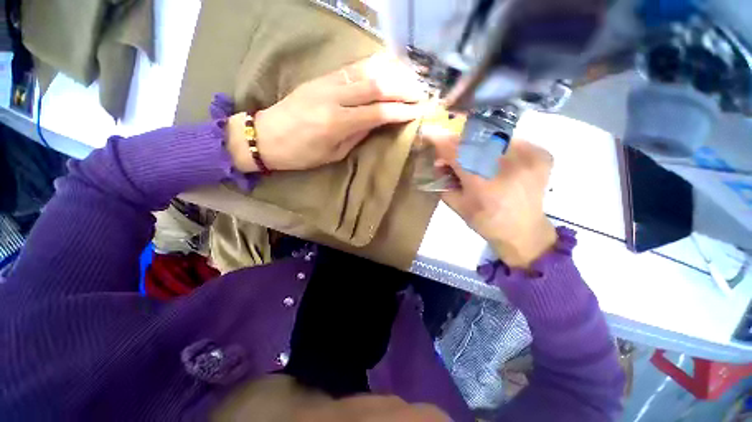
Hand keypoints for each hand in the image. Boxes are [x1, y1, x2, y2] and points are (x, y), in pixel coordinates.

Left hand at [228, 54, 426, 172]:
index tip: (417, 111)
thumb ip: (357, 135)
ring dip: (391, 73)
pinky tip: (386, 66)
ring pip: (366, 71)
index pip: (377, 112)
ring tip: (409, 78)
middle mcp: (334, 98)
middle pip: (376, 86)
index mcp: (337, 123)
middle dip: (402, 88)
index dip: (400, 111)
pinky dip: (373, 65)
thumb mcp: (333, 153)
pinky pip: (352, 67)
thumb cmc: (301, 153)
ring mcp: (326, 83)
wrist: (266, 135)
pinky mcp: (321, 77)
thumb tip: (377, 122)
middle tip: (420, 92)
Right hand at [430, 129, 556, 268]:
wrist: (524, 232)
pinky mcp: (541, 154)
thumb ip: (444, 182)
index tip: (429, 134)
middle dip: (458, 145)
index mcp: (484, 184)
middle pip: (474, 141)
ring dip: (477, 145)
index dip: (441, 141)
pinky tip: (494, 161)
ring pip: (492, 137)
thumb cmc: (487, 222)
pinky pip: (511, 140)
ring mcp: (529, 157)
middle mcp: (509, 166)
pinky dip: (497, 147)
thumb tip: (438, 162)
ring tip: (473, 159)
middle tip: (451, 155)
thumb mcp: (457, 206)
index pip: (457, 152)